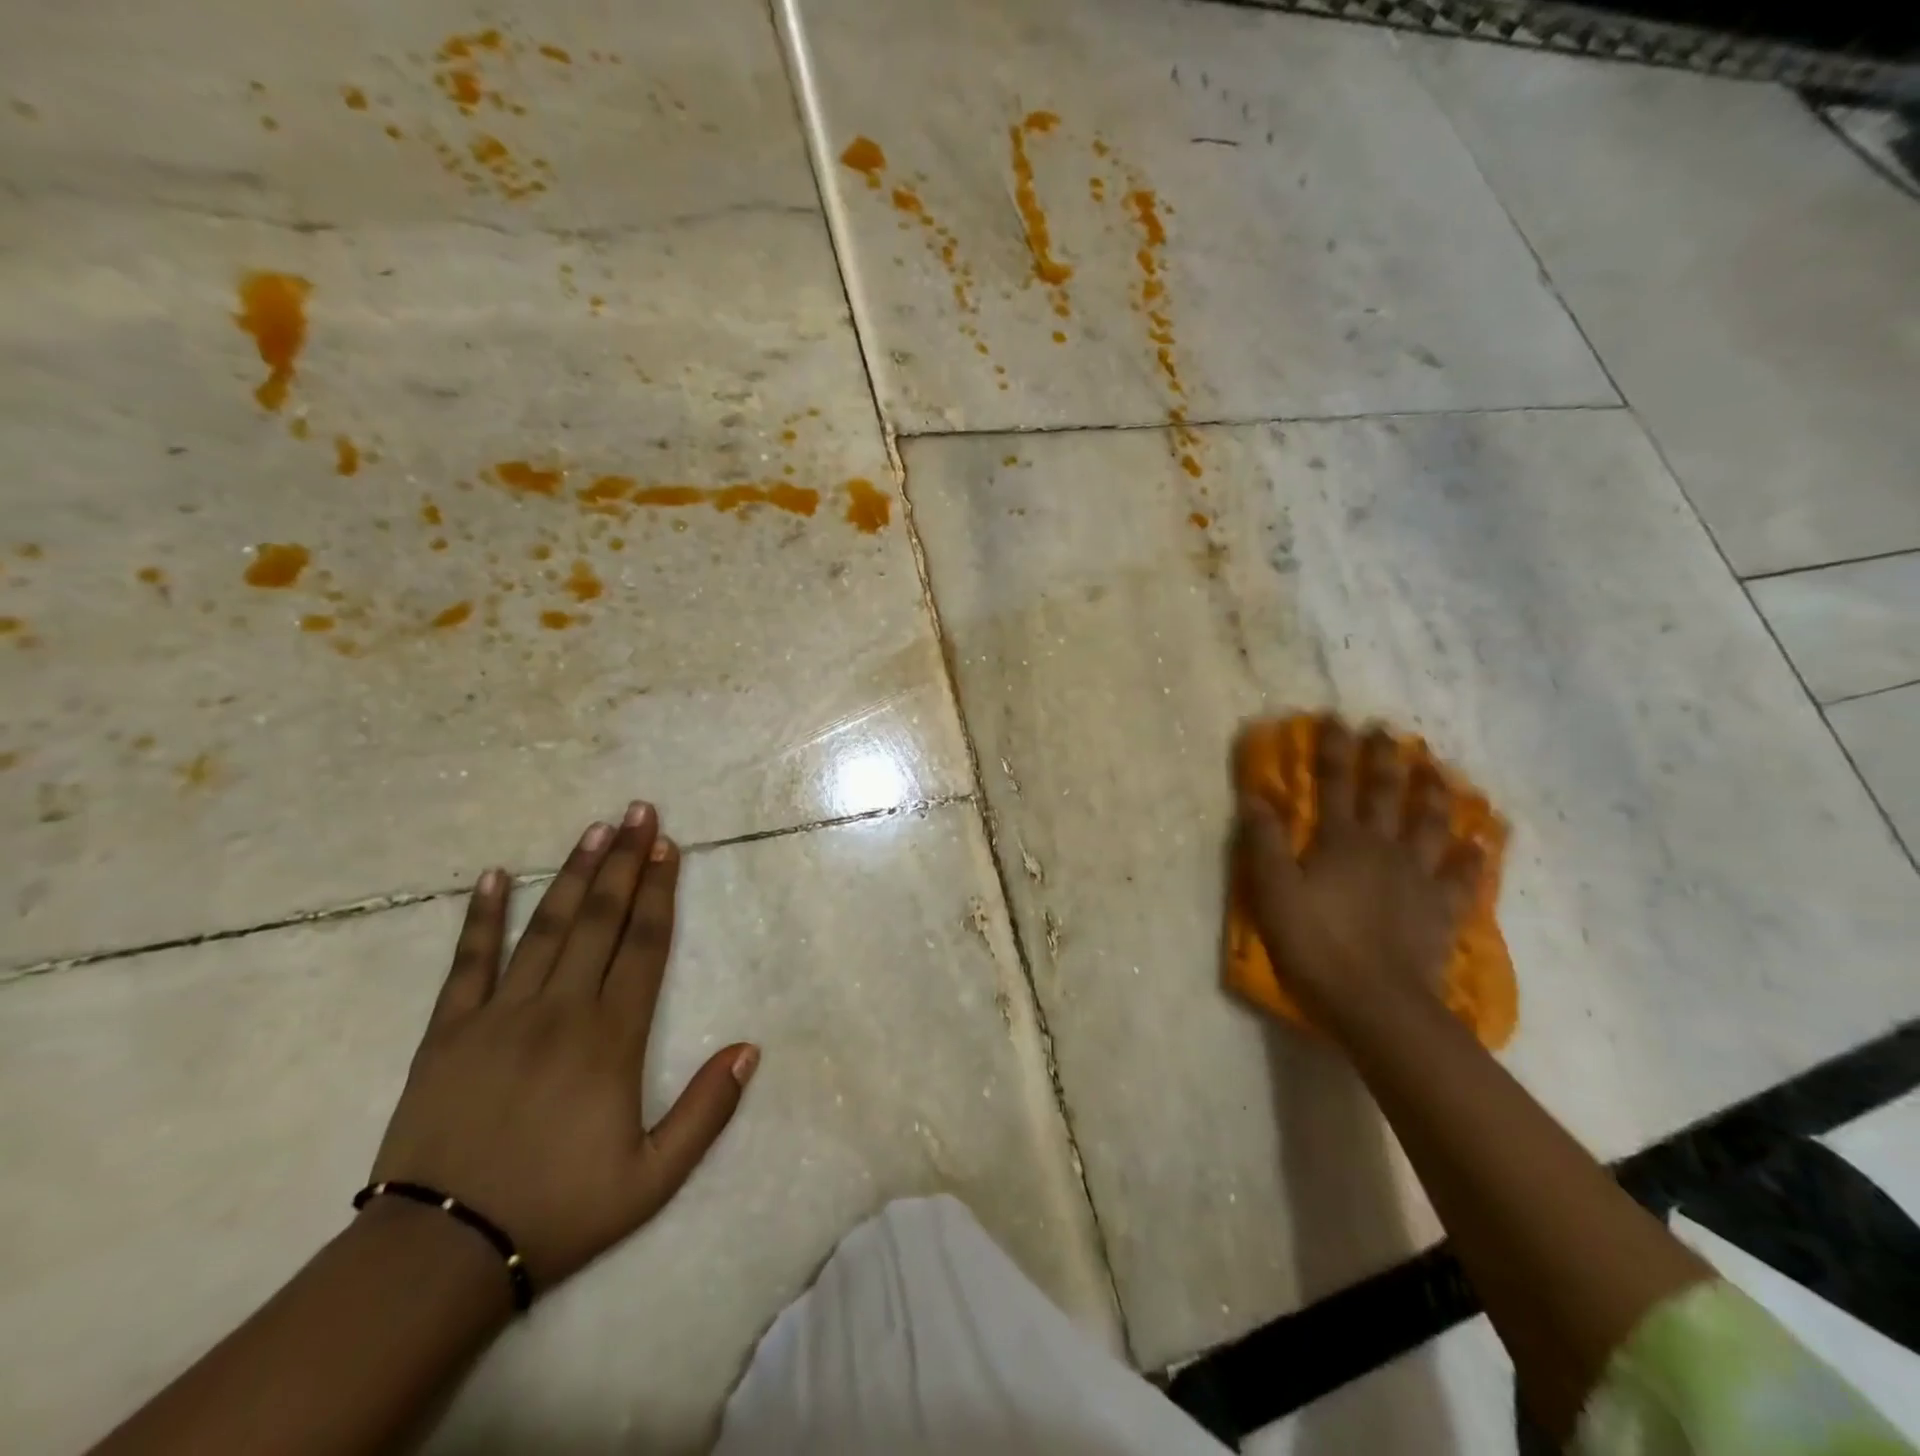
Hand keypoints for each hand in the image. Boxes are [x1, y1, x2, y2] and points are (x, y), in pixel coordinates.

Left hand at [367, 802, 757, 1292]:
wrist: (438, 1255)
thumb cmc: (558, 1211)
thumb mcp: (653, 1177)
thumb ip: (707, 1110)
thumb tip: (749, 1048)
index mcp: (611, 1038)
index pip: (645, 945)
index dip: (661, 892)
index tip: (669, 846)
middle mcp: (561, 1010)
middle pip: (601, 920)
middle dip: (625, 861)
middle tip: (639, 812)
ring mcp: (500, 1015)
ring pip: (546, 927)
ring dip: (573, 874)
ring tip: (594, 829)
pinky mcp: (447, 1032)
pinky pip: (467, 962)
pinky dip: (482, 917)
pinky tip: (496, 876)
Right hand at [1235, 718, 1480, 1026]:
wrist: (1377, 1003)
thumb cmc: (1316, 943)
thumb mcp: (1273, 891)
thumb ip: (1263, 840)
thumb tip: (1255, 794)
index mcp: (1340, 840)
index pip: (1334, 782)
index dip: (1334, 748)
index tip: (1336, 717)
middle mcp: (1382, 847)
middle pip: (1385, 794)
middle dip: (1385, 759)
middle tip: (1389, 731)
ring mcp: (1418, 878)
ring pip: (1430, 825)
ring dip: (1432, 794)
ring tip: (1437, 770)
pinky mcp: (1440, 910)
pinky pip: (1462, 877)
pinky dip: (1473, 857)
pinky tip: (1481, 842)